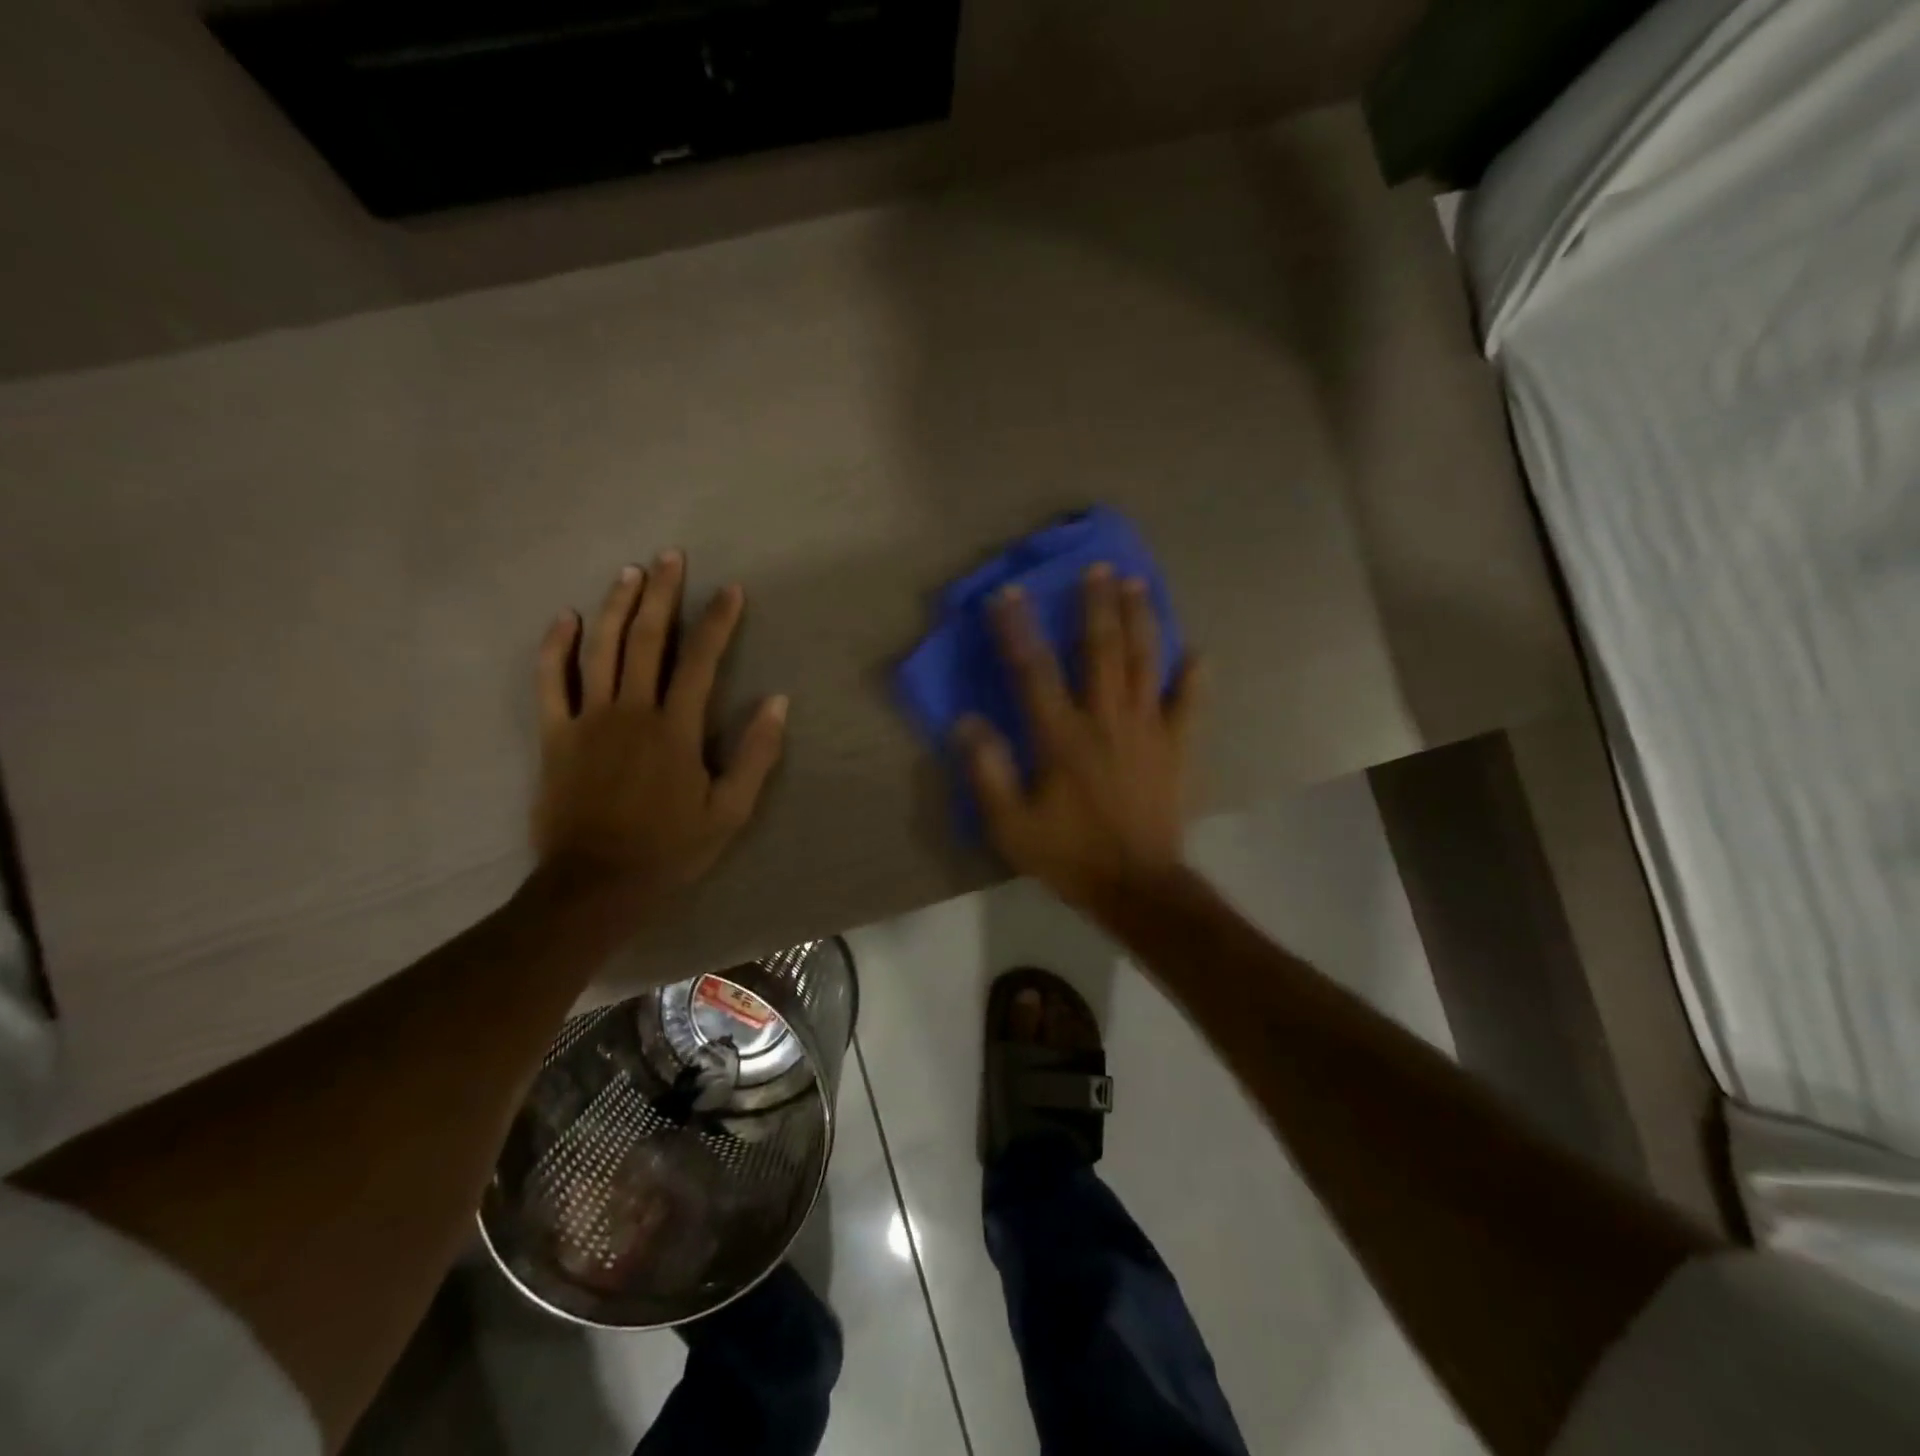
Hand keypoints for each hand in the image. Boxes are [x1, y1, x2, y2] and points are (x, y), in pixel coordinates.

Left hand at [532, 553, 787, 926]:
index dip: (718, 622)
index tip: (730, 590)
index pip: (701, 662)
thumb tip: (778, 702)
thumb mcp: (730, 811)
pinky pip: (550, 681)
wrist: (596, 885)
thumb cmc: (670, 849)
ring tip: (630, 572)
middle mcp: (631, 711)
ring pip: (601, 649)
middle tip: (671, 557)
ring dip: (617, 606)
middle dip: (662, 595)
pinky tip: (567, 618)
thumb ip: (755, 755)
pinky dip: (556, 647)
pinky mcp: (555, 735)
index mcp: (676, 729)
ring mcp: (588, 720)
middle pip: (647, 640)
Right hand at [955, 564, 1201, 911]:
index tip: (1008, 593)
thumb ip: (988, 772)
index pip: (1034, 671)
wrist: (1137, 886)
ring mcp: (1148, 731)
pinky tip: (1197, 652)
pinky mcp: (1178, 748)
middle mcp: (1106, 721)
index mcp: (1062, 737)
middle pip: (1101, 651)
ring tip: (1138, 584)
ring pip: (1144, 663)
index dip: (1018, 629)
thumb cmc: (1070, 855)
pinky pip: (1190, 704)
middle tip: (1098, 567)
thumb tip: (966, 723)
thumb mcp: (1011, 825)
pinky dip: (1194, 677)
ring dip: (1140, 620)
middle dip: (1097, 605)